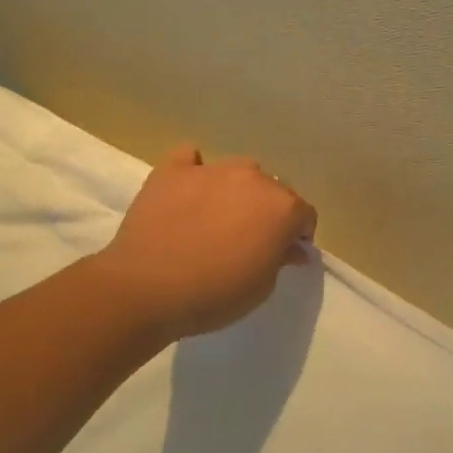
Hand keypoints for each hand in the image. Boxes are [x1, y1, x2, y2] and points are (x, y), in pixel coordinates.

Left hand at [98, 144, 316, 342]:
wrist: (147, 289)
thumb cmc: (216, 294)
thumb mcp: (262, 287)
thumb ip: (281, 259)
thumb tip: (291, 247)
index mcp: (282, 207)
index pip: (305, 214)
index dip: (299, 234)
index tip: (286, 253)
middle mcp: (253, 179)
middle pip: (274, 188)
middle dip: (270, 210)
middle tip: (252, 238)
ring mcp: (212, 170)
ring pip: (238, 170)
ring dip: (238, 189)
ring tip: (220, 215)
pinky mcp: (172, 171)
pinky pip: (190, 158)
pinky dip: (194, 169)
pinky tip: (189, 189)